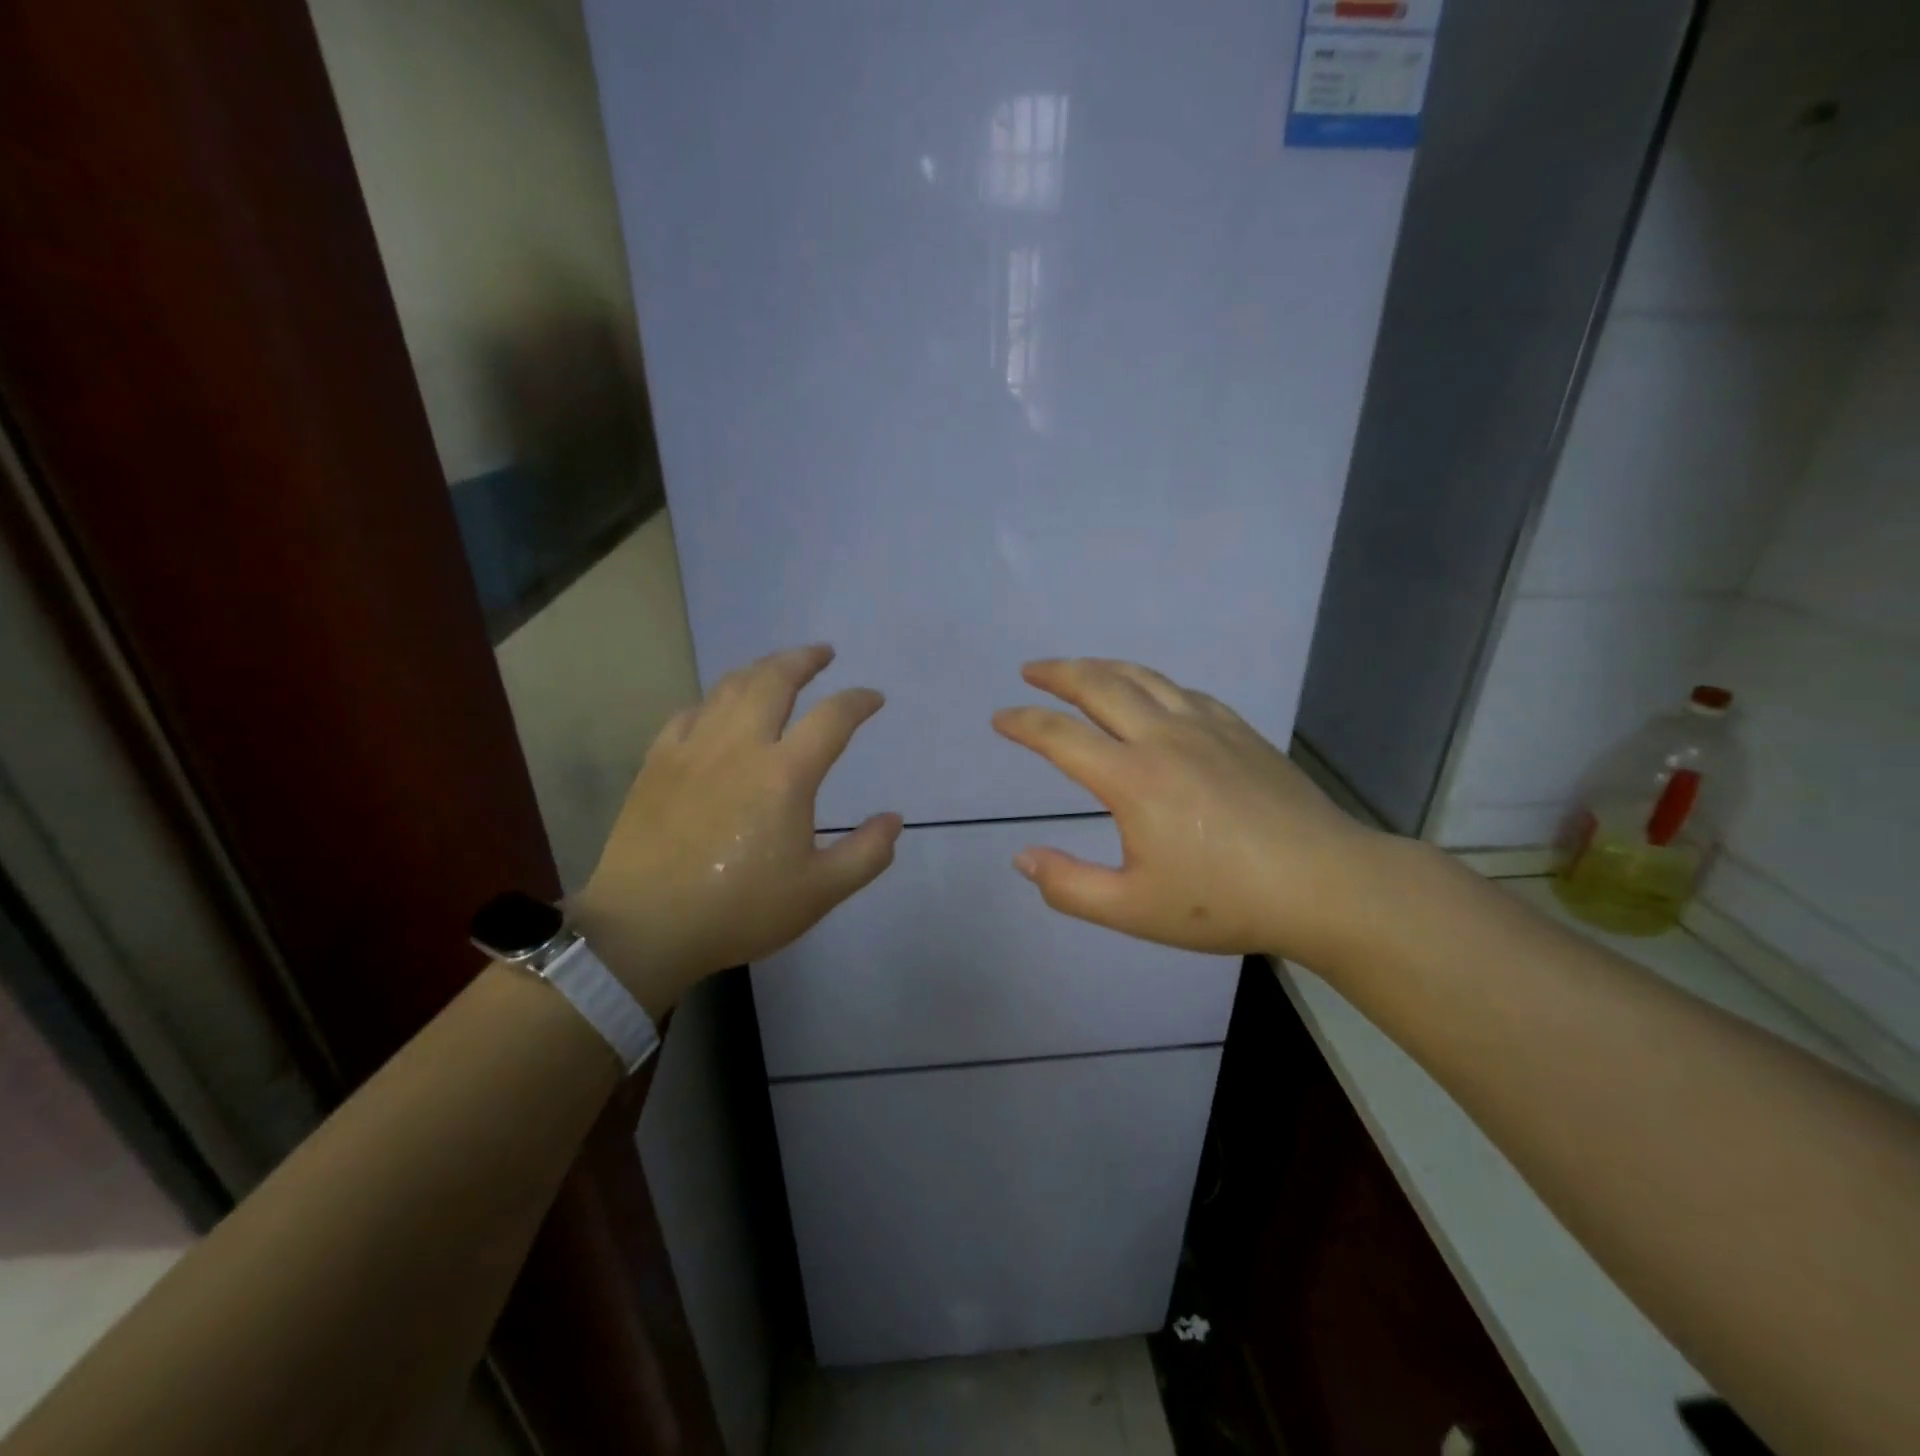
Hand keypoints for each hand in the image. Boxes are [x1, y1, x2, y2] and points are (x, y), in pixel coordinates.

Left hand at [571, 644, 901, 1014]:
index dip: (858, 701)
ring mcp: (693, 748)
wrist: (644, 927)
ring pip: (730, 687)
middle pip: (775, 680)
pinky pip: (690, 712)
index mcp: (785, 775)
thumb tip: (893, 820)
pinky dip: (714, 700)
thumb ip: (866, 854)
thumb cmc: (739, 910)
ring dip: (761, 669)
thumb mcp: (819, 893)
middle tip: (823, 653)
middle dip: (804, 659)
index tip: (873, 699)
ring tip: (778, 668)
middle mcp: (740, 745)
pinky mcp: (658, 761)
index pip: (832, 718)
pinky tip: (719, 707)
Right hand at [992, 658, 1392, 969]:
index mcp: (1131, 779)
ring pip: (1143, 678)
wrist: (1324, 884)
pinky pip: (1184, 692)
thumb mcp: (1133, 910)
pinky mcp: (1239, 731)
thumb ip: (1068, 885)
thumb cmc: (1224, 901)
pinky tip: (1152, 695)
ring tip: (1080, 669)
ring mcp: (1206, 728)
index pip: (1060, 737)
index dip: (1023, 723)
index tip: (1000, 718)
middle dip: (1058, 673)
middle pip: (1099, 685)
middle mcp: (1163, 738)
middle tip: (1031, 670)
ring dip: (1103, 667)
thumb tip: (1022, 857)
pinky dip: (1152, 684)